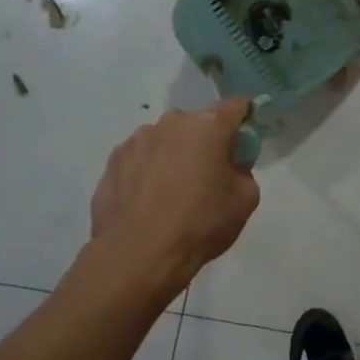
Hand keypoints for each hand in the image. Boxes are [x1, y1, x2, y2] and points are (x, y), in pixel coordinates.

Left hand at [90, 98, 259, 284]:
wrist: (138, 254)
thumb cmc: (200, 224)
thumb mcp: (245, 200)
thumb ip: (243, 171)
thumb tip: (229, 166)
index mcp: (208, 126)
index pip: (236, 106)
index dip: (245, 117)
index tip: (245, 135)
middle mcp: (172, 122)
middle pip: (197, 124)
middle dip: (205, 141)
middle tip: (208, 174)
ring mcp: (137, 139)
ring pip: (166, 139)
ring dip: (174, 154)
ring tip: (172, 191)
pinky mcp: (113, 160)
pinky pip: (141, 157)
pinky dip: (148, 170)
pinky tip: (148, 200)